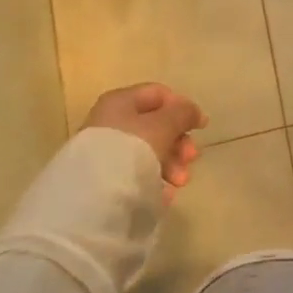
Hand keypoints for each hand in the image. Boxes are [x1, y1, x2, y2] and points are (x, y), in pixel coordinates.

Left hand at [83, 83, 205, 200]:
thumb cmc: (132, 150)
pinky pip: (136, 174)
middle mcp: (110, 122)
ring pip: (147, 152)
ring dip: (170, 164)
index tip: (200, 127)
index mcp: (120, 102)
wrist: (92, 199)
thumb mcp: (164, 125)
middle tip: (191, 159)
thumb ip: (182, 113)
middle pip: (155, 126)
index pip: (158, 94)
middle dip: (178, 143)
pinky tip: (164, 194)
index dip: (183, 107)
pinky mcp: (102, 179)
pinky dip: (153, 180)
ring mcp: (104, 152)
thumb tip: (192, 112)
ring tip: (179, 182)